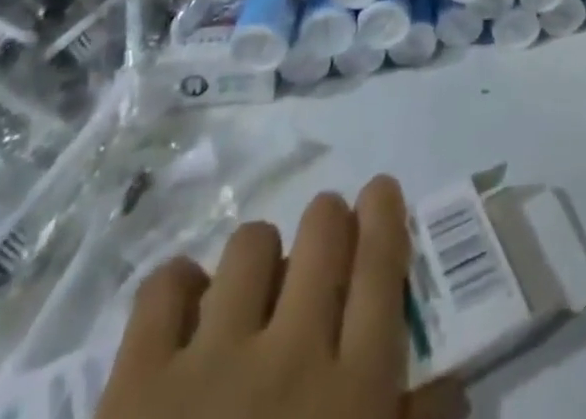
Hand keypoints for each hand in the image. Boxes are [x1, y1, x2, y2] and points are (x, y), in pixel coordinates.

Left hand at [97, 177, 466, 418]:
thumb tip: (449, 380)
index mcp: (353, 395)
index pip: (382, 267)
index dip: (385, 215)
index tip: (381, 191)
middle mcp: (292, 356)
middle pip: (323, 232)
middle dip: (330, 221)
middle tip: (326, 238)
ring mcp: (211, 363)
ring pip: (251, 245)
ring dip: (261, 259)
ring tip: (254, 291)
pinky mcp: (136, 384)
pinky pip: (164, 285)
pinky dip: (180, 288)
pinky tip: (189, 317)